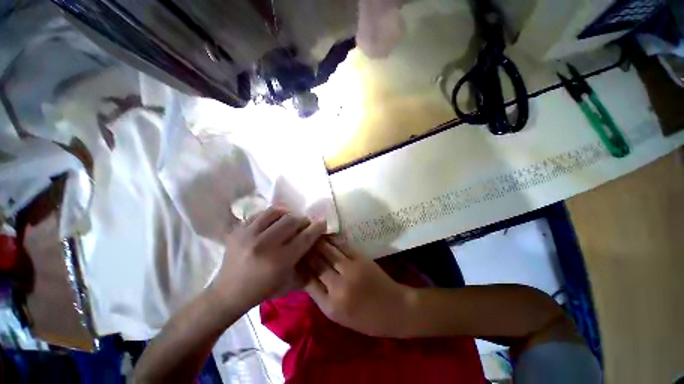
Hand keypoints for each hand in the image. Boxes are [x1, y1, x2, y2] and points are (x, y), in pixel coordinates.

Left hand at [209, 207, 325, 309]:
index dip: (317, 227)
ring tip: (289, 220)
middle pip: (292, 220)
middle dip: (303, 220)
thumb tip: (317, 240)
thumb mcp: (290, 281)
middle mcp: (264, 245)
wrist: (228, 293)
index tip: (322, 222)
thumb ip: (305, 260)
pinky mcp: (238, 230)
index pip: (305, 237)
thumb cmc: (263, 291)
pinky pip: (260, 213)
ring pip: (276, 212)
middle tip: (304, 224)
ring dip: (288, 214)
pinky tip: (274, 221)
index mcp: (279, 261)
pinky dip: (272, 215)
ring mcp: (248, 235)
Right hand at [304, 240, 415, 337]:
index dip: (298, 266)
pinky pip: (342, 246)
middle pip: (315, 263)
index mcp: (330, 306)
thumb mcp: (339, 317)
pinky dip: (332, 240)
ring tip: (309, 234)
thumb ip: (322, 296)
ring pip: (327, 251)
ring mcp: (350, 270)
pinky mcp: (360, 258)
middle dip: (305, 251)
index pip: (307, 281)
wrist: (395, 309)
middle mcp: (337, 287)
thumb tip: (308, 275)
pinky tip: (326, 236)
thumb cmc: (366, 319)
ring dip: (316, 242)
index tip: (292, 257)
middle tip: (298, 241)